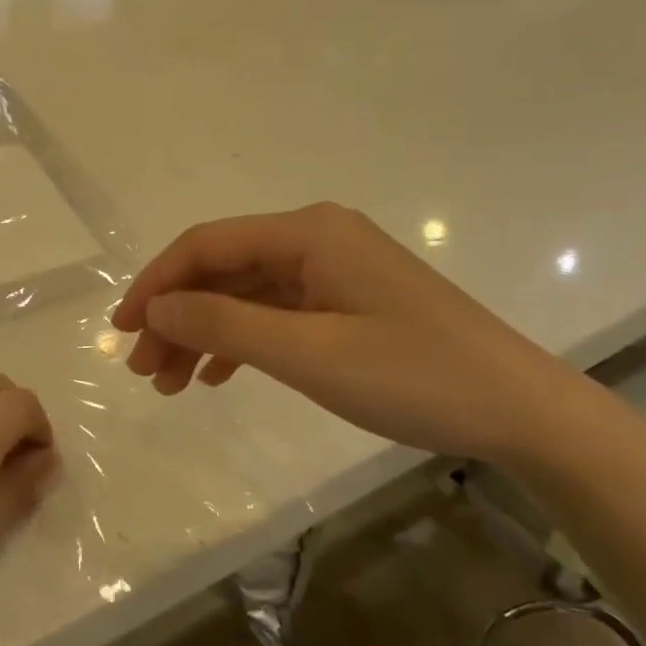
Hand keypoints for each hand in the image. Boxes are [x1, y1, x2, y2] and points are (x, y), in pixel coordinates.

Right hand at [111, 203, 590, 461]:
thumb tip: (155, 307)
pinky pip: (274, 311)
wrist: (524, 412)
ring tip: (171, 382)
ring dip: (203, 333)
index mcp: (307, 233)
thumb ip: (225, 325)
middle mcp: (315, 238)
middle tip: (145, 370)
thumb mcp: (309, 354)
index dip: (156, 283)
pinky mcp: (346, 300)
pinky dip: (240, 340)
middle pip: (222, 269)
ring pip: (244, 294)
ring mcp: (333, 269)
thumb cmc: (414, 377)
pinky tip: (217, 374)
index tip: (122, 328)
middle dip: (177, 316)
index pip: (207, 245)